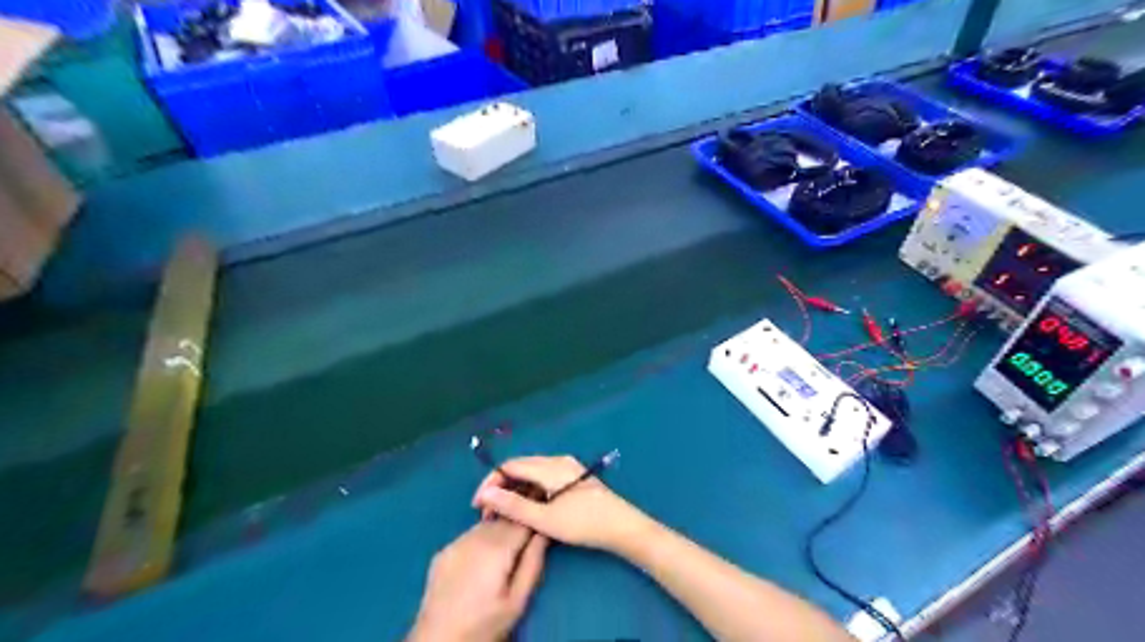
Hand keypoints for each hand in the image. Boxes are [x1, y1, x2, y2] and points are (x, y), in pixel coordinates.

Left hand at [407, 519, 549, 638]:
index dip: (534, 518)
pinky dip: (481, 539)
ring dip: (499, 529)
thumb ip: (532, 563)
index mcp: (498, 548)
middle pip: (504, 518)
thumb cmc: (483, 625)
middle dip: (517, 523)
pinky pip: (469, 535)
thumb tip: (543, 533)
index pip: (523, 519)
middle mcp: (476, 537)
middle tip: (525, 540)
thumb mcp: (517, 601)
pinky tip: (482, 558)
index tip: (542, 523)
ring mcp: (456, 542)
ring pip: (487, 524)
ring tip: (505, 551)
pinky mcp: (443, 551)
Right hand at [471, 454, 651, 554]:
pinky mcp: (573, 477)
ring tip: (503, 513)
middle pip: (520, 467)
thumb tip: (486, 494)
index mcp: (551, 466)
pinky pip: (543, 478)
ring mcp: (567, 467)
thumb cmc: (584, 524)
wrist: (622, 527)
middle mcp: (558, 460)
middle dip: (501, 487)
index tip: (478, 506)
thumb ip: (514, 506)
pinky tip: (526, 508)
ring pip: (531, 473)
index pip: (510, 466)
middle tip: (488, 513)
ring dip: (514, 490)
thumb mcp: (545, 519)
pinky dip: (529, 491)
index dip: (490, 483)